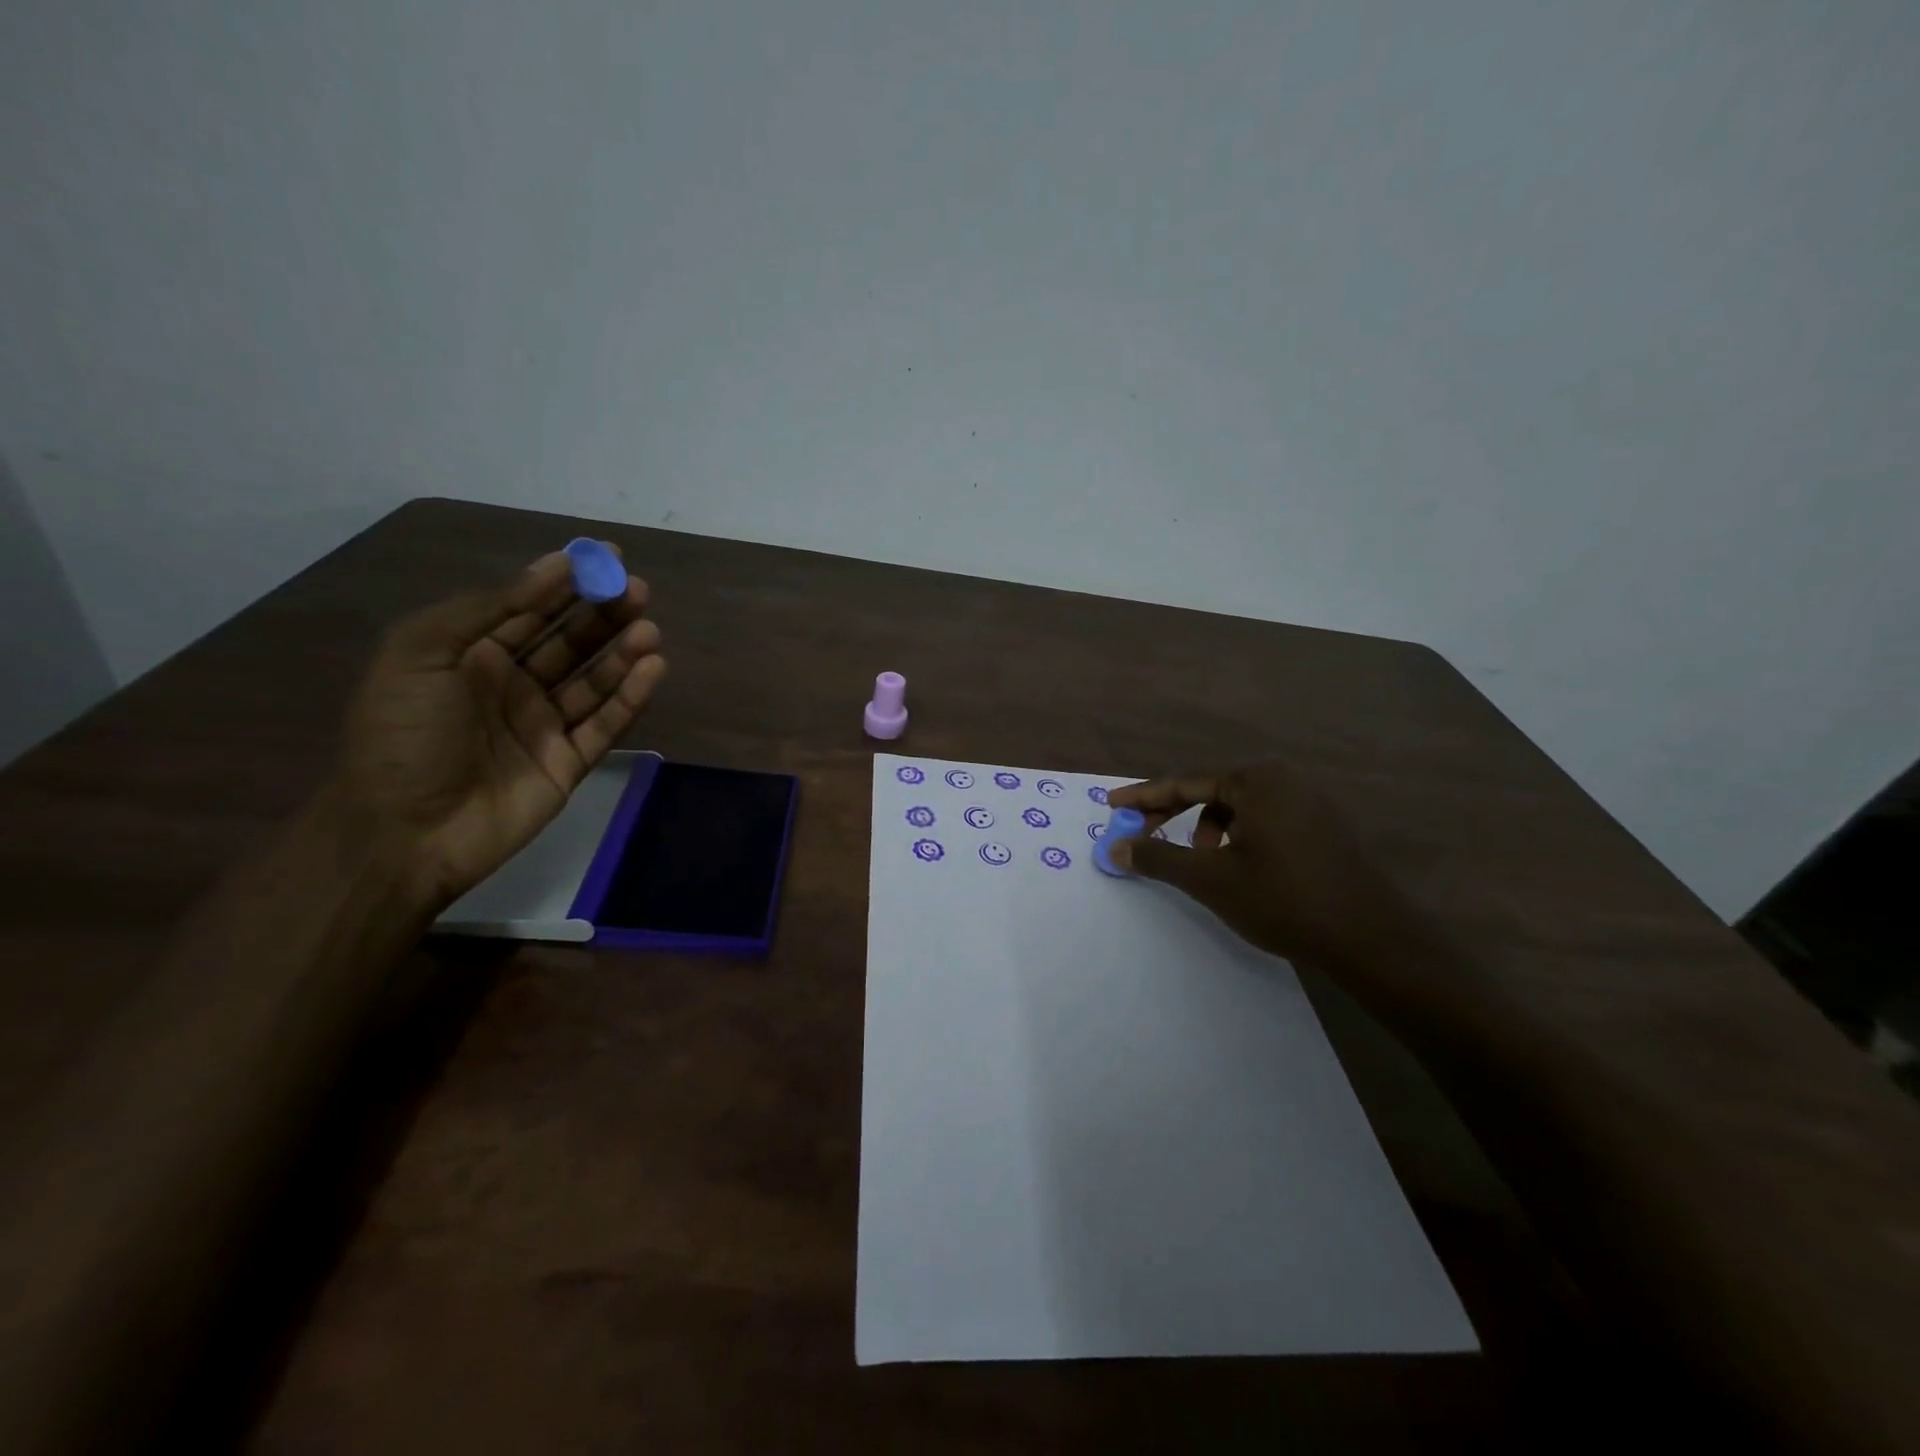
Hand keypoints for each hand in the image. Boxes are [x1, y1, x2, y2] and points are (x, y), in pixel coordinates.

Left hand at [333, 548, 667, 907]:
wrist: (402, 832)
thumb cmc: (403, 735)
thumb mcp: (421, 653)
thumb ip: (487, 609)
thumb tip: (552, 569)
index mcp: (471, 655)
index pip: (529, 609)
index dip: (566, 581)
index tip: (605, 555)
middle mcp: (512, 685)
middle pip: (570, 641)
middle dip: (603, 613)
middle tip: (637, 591)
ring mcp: (544, 726)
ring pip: (594, 680)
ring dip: (623, 652)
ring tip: (649, 629)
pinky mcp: (569, 763)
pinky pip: (606, 724)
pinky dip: (631, 697)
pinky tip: (651, 668)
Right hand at [1105, 764, 1443, 999]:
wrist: (1372, 939)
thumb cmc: (1283, 900)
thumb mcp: (1211, 879)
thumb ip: (1159, 858)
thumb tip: (1115, 848)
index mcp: (1257, 779)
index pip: (1186, 781)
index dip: (1144, 796)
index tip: (1112, 803)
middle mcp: (1285, 778)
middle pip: (1212, 790)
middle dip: (1173, 813)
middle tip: (1143, 834)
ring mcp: (1310, 800)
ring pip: (1239, 807)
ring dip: (1207, 829)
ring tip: (1202, 863)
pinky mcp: (1325, 824)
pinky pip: (1265, 818)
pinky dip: (1238, 836)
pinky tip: (1238, 866)